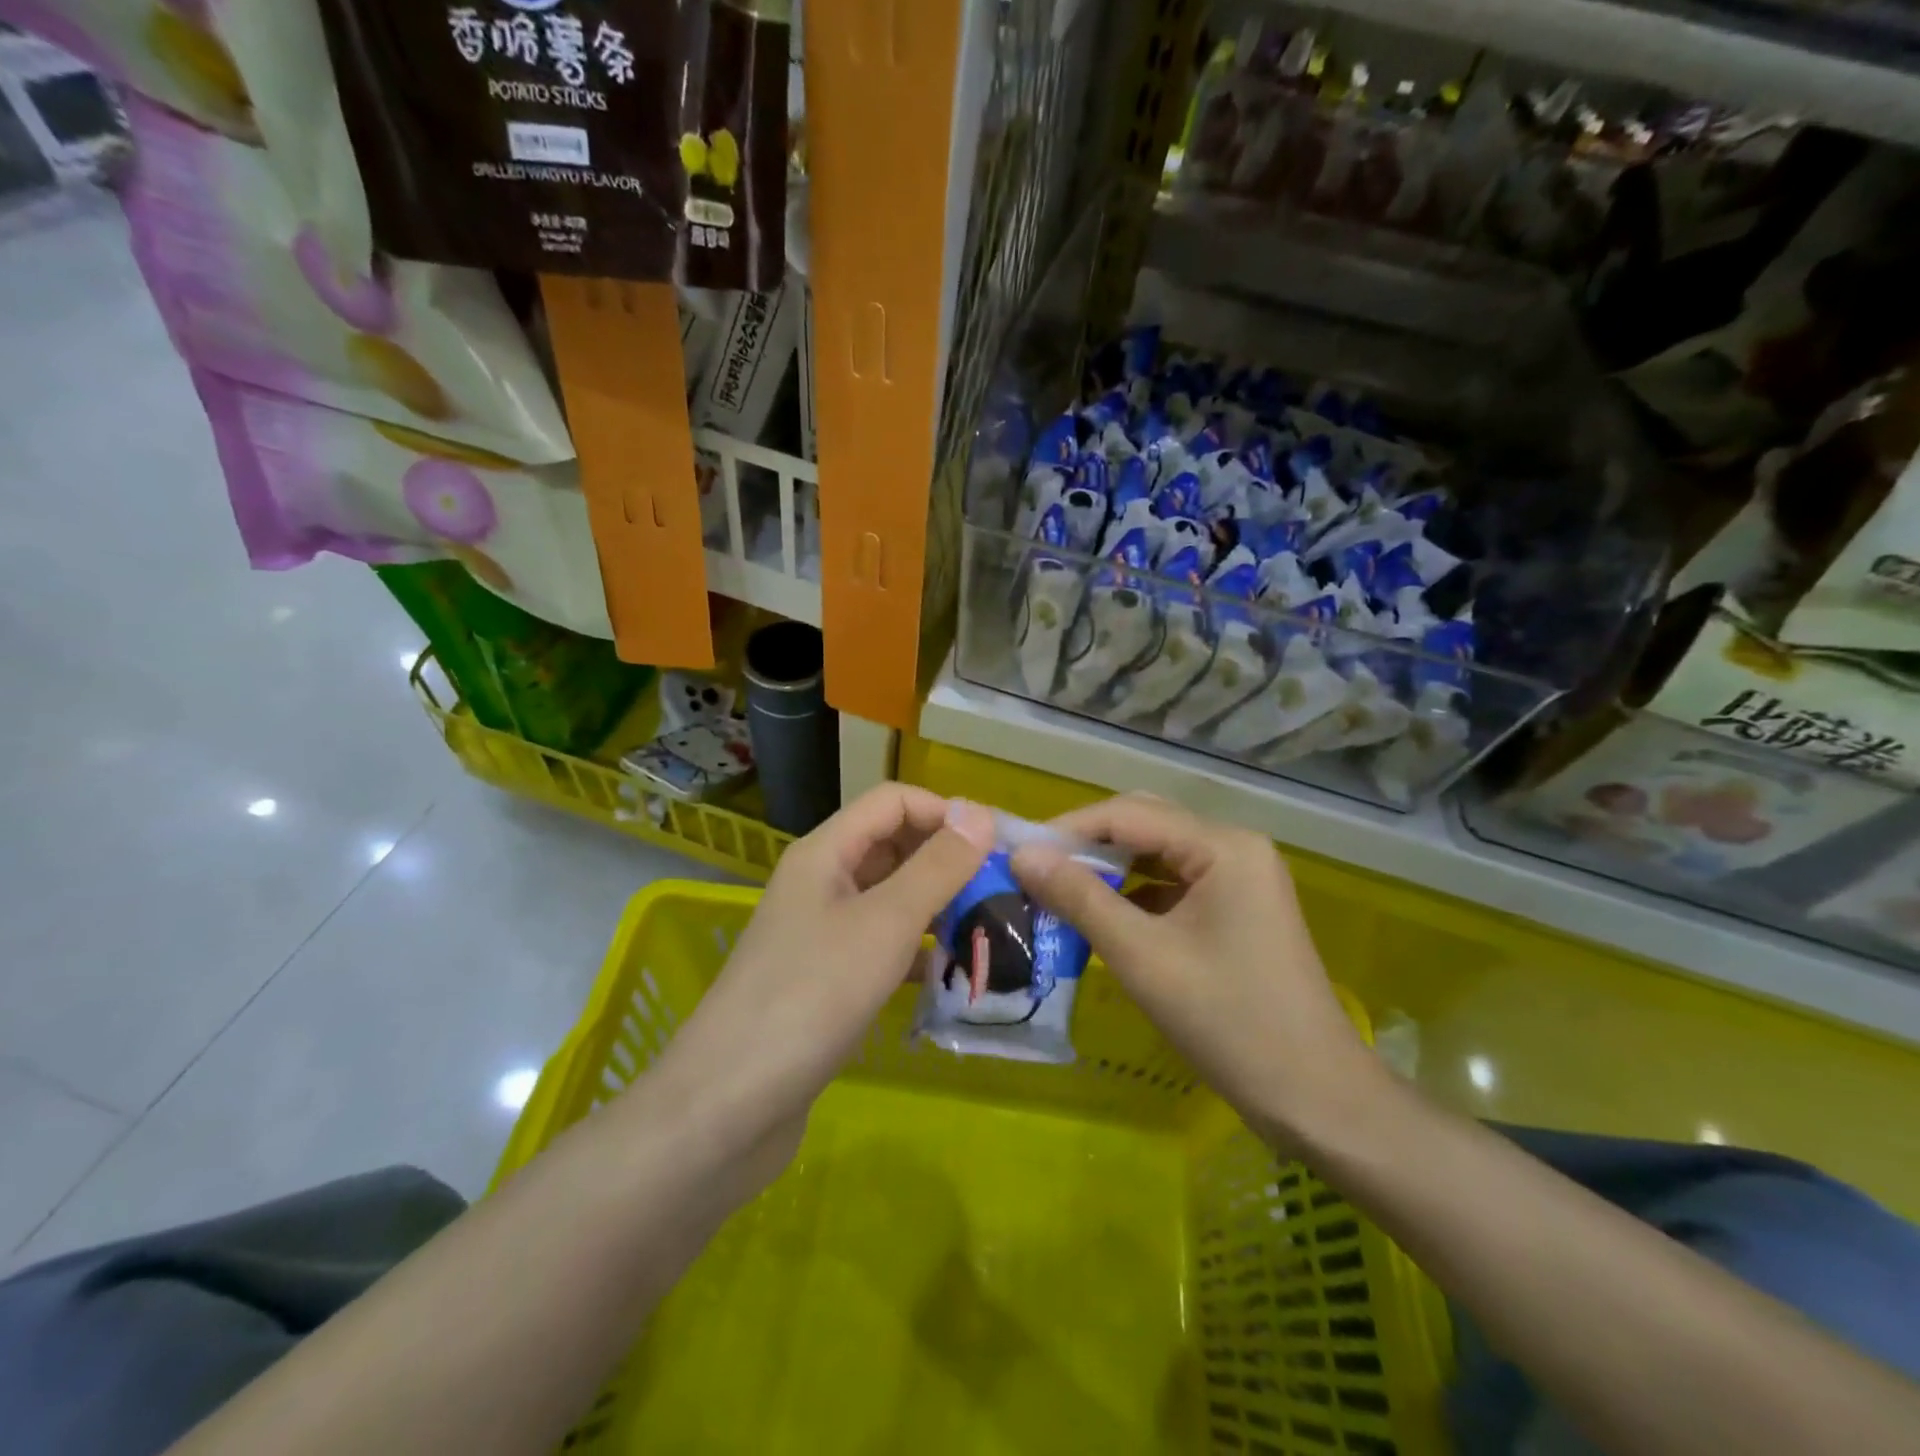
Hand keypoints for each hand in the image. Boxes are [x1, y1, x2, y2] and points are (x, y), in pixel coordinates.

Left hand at [648, 785, 993, 1159]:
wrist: (731, 1105)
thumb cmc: (812, 996)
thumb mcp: (885, 923)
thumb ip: (936, 867)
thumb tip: (981, 811)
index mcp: (826, 853)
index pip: (893, 802)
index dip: (944, 812)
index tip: (997, 845)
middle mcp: (822, 882)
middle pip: (892, 847)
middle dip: (946, 861)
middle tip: (1002, 890)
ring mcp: (822, 933)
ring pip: (891, 900)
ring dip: (938, 908)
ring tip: (991, 930)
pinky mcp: (827, 979)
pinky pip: (882, 946)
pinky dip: (918, 952)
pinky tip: (953, 976)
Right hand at [1010, 795, 1382, 1148]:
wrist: (1316, 1099)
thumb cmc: (1229, 1022)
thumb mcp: (1142, 957)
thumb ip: (1080, 898)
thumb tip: (1022, 856)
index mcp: (1223, 846)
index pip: (1128, 814)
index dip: (1067, 829)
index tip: (1016, 852)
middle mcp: (1234, 848)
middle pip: (1144, 825)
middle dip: (1086, 845)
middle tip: (1033, 870)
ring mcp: (1239, 879)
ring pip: (1156, 856)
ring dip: (1107, 869)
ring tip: (1054, 890)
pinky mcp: (1235, 910)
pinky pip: (1172, 886)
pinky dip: (1132, 896)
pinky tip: (1098, 916)